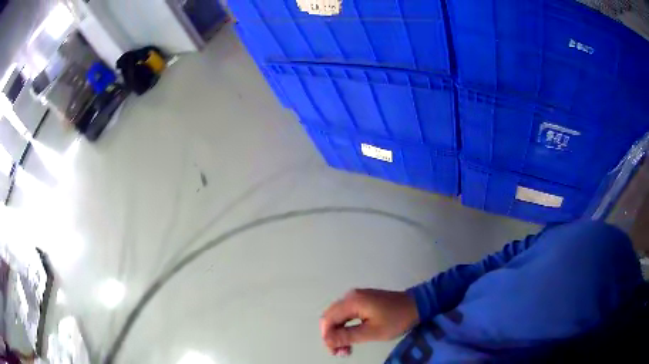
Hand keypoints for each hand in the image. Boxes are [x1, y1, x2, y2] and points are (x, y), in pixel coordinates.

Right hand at [320, 289, 418, 355]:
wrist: (417, 305)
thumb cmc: (396, 319)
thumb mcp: (372, 332)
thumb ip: (347, 336)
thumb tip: (327, 340)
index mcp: (352, 302)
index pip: (328, 320)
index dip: (327, 337)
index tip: (335, 352)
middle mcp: (350, 296)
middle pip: (330, 317)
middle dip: (331, 336)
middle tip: (340, 352)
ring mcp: (356, 297)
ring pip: (337, 317)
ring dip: (338, 333)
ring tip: (346, 349)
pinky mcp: (363, 301)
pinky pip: (346, 314)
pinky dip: (345, 327)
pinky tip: (351, 338)